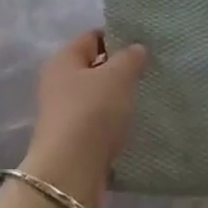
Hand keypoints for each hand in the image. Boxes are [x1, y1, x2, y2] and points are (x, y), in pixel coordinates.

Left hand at [22, 29, 147, 207]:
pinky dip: (113, 121)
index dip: (118, 37)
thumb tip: (136, 48)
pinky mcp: (71, 138)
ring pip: (96, 95)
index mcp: (62, 59)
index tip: (145, 45)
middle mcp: (57, 82)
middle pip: (93, 66)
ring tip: (145, 98)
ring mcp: (62, 112)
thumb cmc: (92, 113)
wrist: (70, 170)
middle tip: (149, 72)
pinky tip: (132, 124)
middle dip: (120, 69)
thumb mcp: (117, 77)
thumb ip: (130, 58)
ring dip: (117, 97)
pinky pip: (96, 121)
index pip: (92, 36)